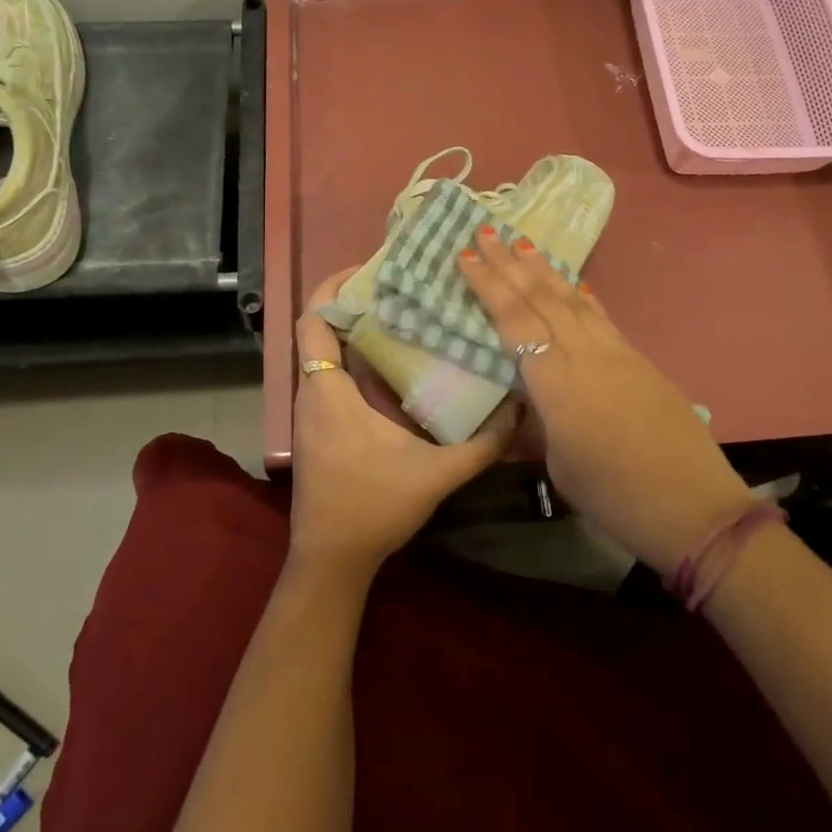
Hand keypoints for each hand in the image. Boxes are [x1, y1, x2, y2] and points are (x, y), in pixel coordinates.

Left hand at [289, 268, 514, 579]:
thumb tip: (519, 411)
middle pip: (320, 329)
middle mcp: (313, 392)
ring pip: (326, 353)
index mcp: (328, 390)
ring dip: (355, 331)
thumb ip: (481, 445)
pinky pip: (331, 376)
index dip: (331, 288)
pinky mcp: (320, 427)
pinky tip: (396, 365)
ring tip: (402, 314)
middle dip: (353, 303)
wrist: (331, 561)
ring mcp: (312, 411)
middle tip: (399, 287)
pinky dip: (355, 360)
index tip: (367, 270)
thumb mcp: (435, 475)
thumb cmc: (372, 508)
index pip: (312, 321)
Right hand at [458, 231, 751, 574]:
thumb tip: (528, 398)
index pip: (514, 321)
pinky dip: (579, 294)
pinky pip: (599, 315)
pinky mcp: (638, 358)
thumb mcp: (559, 465)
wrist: (694, 507)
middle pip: (541, 298)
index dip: (488, 285)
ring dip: (544, 269)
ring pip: (572, 299)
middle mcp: (584, 354)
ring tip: (522, 242)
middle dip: (510, 262)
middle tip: (486, 230)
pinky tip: (572, 283)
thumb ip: (540, 421)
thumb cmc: (616, 497)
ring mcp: (616, 352)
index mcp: (556, 383)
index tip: (467, 254)